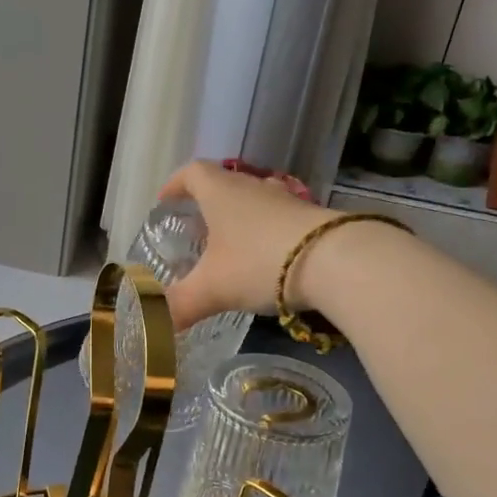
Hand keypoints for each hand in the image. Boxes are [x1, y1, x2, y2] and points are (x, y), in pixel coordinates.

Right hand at [159, 161, 336, 331]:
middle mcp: (253, 188)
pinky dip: (267, 237)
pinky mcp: (312, 219)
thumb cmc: (259, 263)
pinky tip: (266, 264)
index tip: (165, 202)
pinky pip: (280, 222)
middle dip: (207, 207)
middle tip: (196, 234)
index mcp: (221, 192)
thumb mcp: (211, 289)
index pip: (192, 173)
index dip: (175, 185)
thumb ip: (181, 305)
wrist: (335, 261)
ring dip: (240, 221)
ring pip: (255, 203)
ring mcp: (287, 201)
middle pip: (225, 186)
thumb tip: (160, 323)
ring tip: (231, 251)